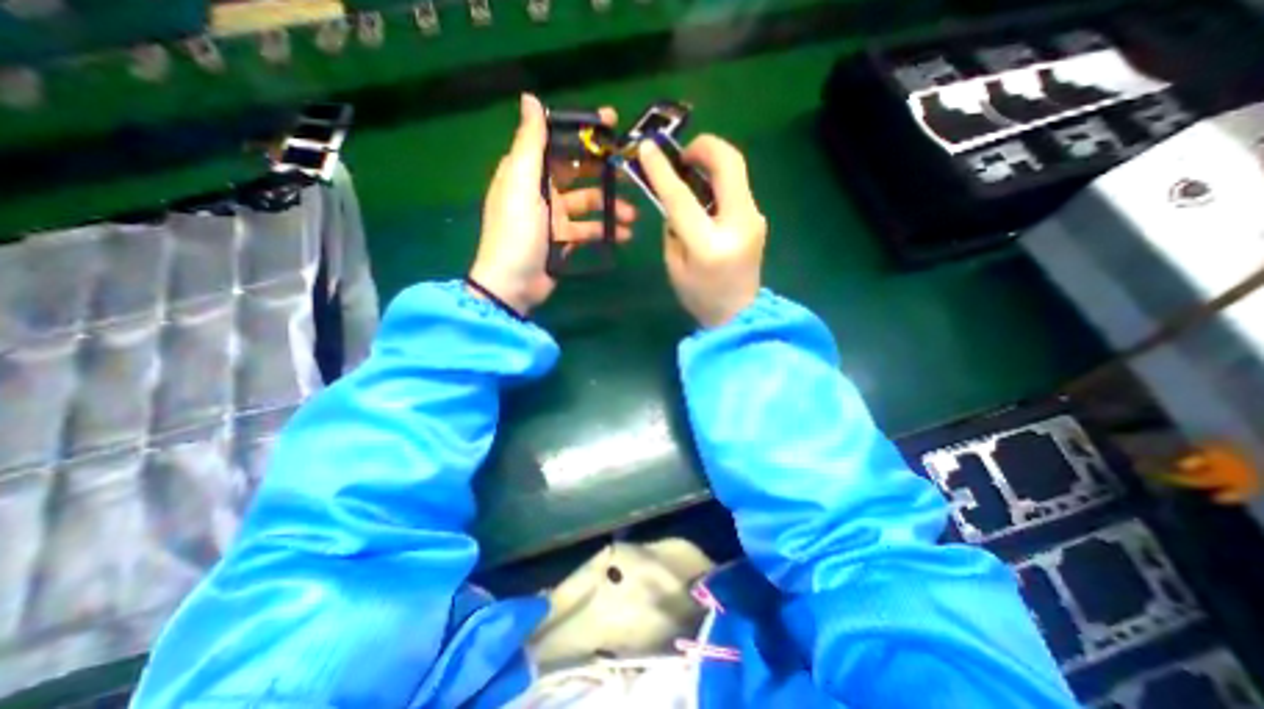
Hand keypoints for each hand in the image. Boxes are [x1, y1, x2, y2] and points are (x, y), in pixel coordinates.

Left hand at [471, 91, 638, 313]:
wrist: (512, 284)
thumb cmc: (516, 231)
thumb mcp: (520, 184)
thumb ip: (529, 144)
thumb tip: (530, 99)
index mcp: (527, 172)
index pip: (558, 144)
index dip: (583, 133)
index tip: (612, 125)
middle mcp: (541, 191)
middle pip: (578, 174)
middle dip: (604, 173)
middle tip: (630, 174)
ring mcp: (554, 218)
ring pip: (588, 205)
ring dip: (610, 207)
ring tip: (632, 215)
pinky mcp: (563, 241)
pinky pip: (588, 230)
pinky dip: (605, 231)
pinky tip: (624, 235)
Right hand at [638, 134, 765, 326]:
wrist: (741, 314)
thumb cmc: (701, 297)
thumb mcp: (675, 266)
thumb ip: (673, 228)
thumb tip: (675, 200)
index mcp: (709, 244)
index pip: (682, 197)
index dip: (662, 170)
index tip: (646, 147)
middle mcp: (739, 224)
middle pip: (729, 164)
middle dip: (704, 147)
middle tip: (682, 156)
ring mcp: (754, 218)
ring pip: (736, 171)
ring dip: (711, 162)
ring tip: (690, 172)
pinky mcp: (758, 218)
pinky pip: (737, 187)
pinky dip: (718, 181)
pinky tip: (705, 194)